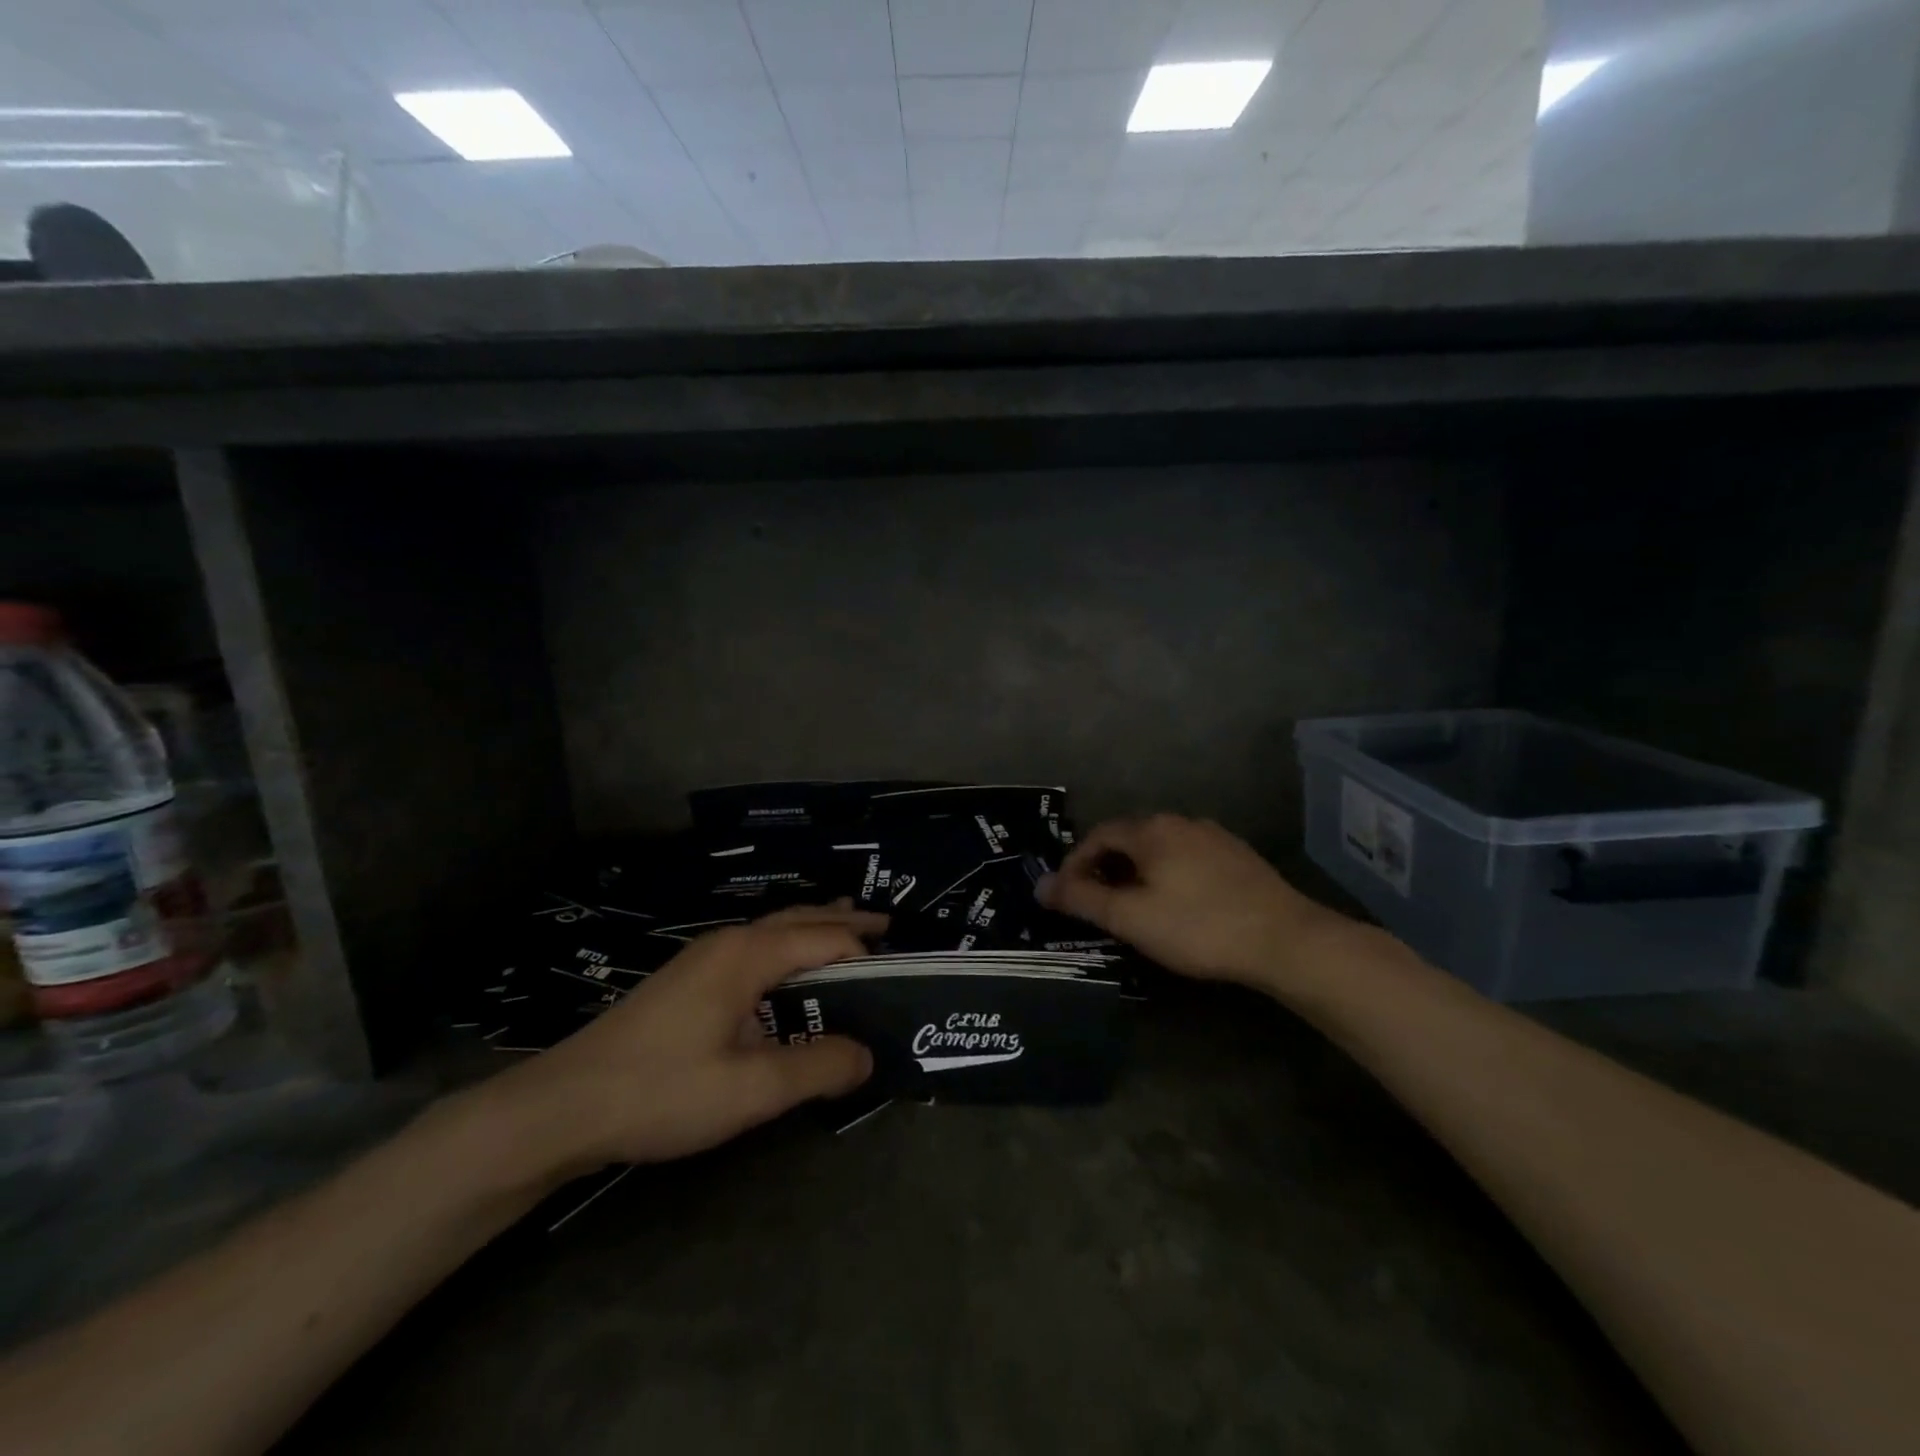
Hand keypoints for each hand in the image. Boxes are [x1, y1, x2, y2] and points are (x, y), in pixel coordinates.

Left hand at [476, 903, 883, 1176]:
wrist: (562, 1106)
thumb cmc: (661, 1091)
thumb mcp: (750, 1089)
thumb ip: (817, 1069)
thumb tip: (869, 1055)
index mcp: (748, 955)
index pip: (825, 939)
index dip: (865, 952)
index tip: (901, 971)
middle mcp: (729, 943)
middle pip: (801, 918)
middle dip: (845, 919)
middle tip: (889, 926)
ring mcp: (703, 957)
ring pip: (774, 930)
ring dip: (815, 929)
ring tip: (850, 933)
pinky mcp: (687, 979)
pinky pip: (755, 948)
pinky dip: (788, 947)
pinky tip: (789, 973)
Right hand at [1038, 814, 1348, 991]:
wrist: (1286, 940)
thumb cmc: (1198, 927)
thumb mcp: (1130, 918)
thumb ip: (1082, 899)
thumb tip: (1039, 885)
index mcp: (1151, 829)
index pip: (1097, 836)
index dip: (1075, 863)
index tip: (1067, 896)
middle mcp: (1180, 821)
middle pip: (1129, 838)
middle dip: (1106, 868)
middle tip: (1097, 905)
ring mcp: (1214, 836)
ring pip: (1160, 849)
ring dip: (1138, 873)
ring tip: (1134, 908)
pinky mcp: (1238, 857)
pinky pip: (1188, 858)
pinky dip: (1168, 875)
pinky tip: (1178, 905)